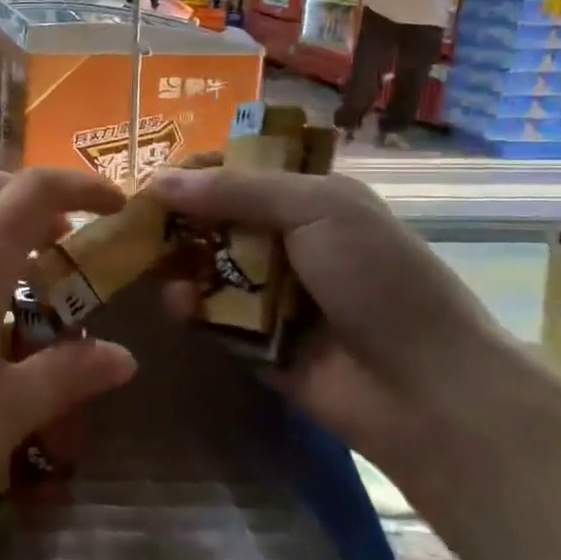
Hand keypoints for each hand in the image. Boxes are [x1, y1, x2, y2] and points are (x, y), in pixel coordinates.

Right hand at [147, 167, 514, 470]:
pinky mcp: (252, 339)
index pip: (238, 171)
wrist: (425, 388)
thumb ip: (236, 190)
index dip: (195, 172)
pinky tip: (181, 307)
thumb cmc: (378, 280)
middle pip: (212, 219)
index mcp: (308, 200)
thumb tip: (156, 181)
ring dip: (177, 264)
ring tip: (151, 265)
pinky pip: (207, 314)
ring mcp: (268, 292)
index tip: (152, 183)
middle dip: (175, 221)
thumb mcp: (317, 210)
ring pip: (203, 266)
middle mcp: (285, 241)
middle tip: (135, 226)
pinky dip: (189, 308)